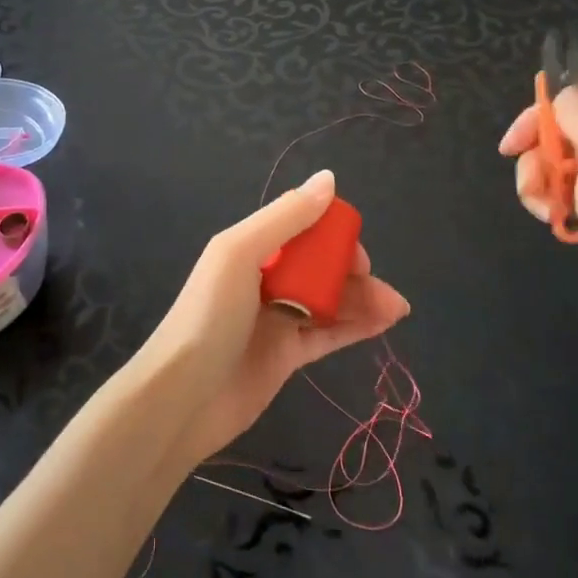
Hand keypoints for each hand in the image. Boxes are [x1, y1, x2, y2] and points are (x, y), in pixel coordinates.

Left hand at [133, 170, 410, 467]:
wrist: (182, 399)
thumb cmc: (208, 318)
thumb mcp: (240, 254)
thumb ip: (286, 217)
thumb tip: (328, 179)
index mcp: (249, 248)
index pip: (301, 228)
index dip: (333, 233)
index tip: (355, 250)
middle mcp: (264, 279)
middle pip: (319, 265)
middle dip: (353, 270)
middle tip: (377, 287)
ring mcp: (276, 318)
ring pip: (329, 300)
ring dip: (363, 299)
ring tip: (396, 309)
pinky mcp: (286, 356)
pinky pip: (328, 334)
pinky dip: (356, 326)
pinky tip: (384, 323)